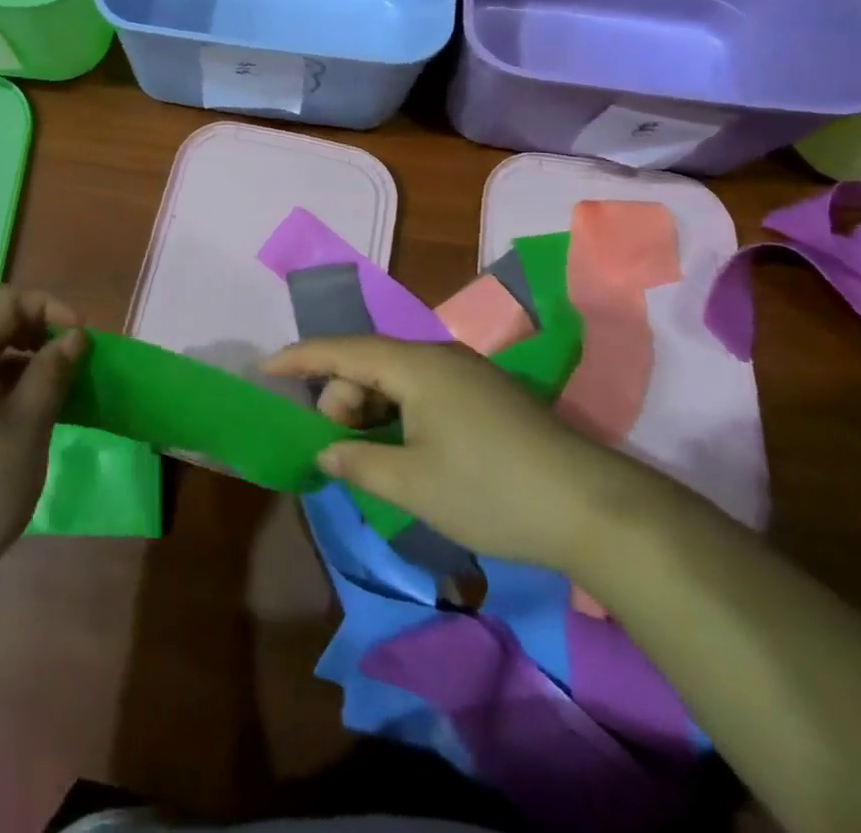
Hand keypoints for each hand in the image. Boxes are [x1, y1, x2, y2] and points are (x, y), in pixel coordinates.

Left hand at [0, 287, 86, 603]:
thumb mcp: (27, 426)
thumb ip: (52, 373)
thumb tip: (74, 337)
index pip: (6, 300)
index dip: (50, 307)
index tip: (82, 338)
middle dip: (40, 333)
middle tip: (74, 364)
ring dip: (27, 362)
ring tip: (60, 391)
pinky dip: (9, 385)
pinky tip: (31, 414)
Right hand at [267, 336, 653, 574]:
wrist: (596, 510)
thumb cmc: (492, 491)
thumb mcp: (414, 484)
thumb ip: (359, 462)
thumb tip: (326, 450)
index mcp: (415, 365)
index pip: (342, 349)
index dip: (299, 358)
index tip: (265, 370)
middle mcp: (438, 356)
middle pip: (369, 362)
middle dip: (340, 397)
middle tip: (337, 445)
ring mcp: (466, 374)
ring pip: (396, 377)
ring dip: (370, 408)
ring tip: (368, 454)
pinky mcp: (486, 396)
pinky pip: (422, 390)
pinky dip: (398, 412)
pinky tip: (403, 450)